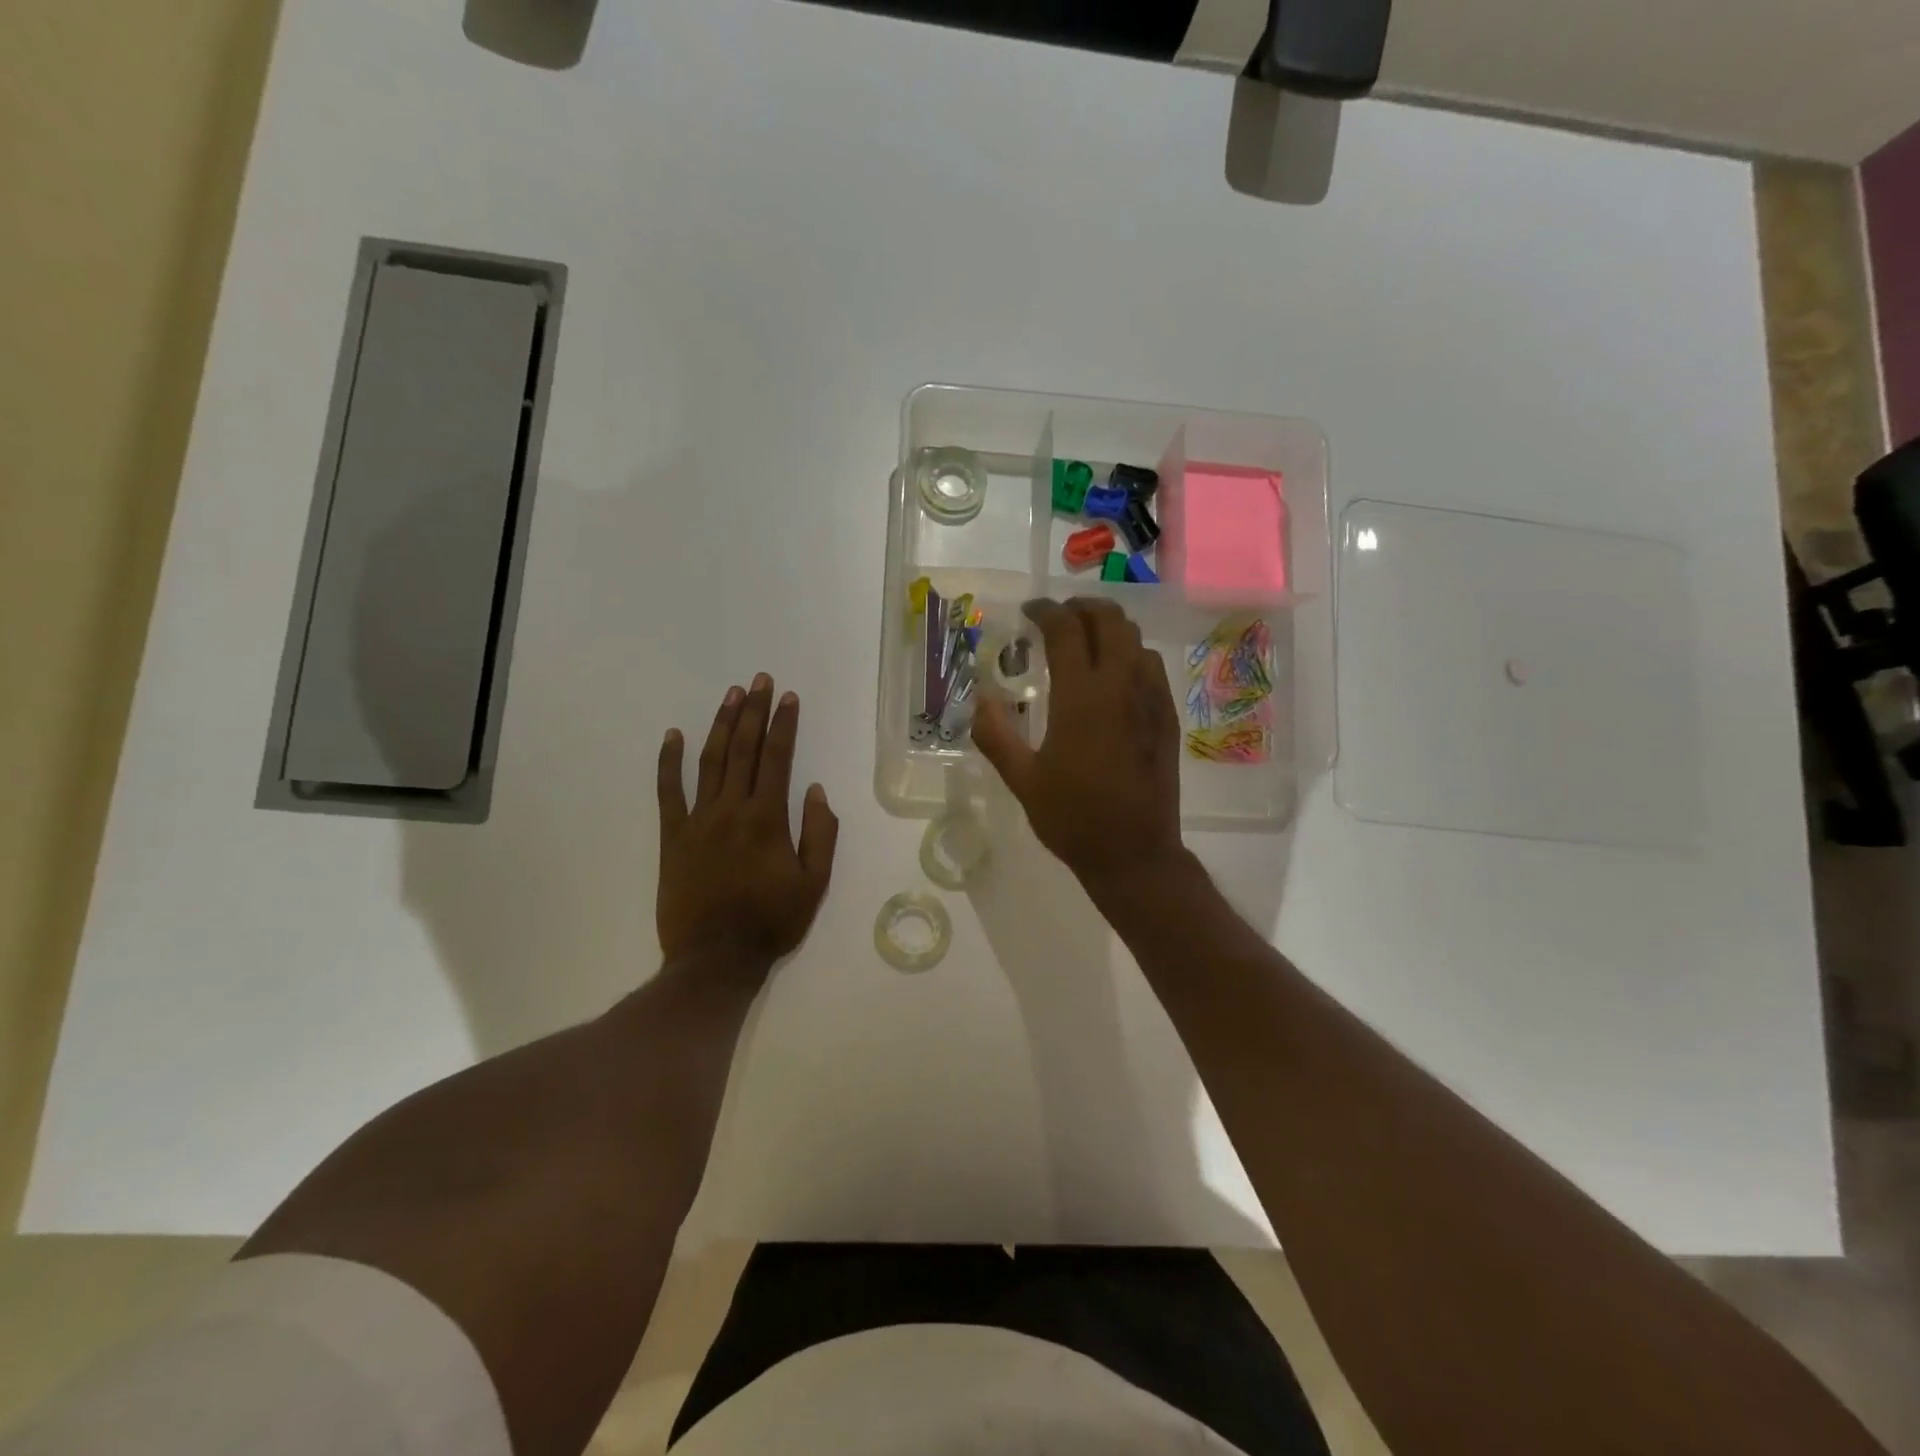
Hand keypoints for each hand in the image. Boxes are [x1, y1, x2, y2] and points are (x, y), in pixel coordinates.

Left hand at [656, 674, 839, 964]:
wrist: (715, 959)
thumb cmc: (772, 922)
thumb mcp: (814, 883)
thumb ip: (819, 833)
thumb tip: (814, 789)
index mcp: (768, 819)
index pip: (777, 758)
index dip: (784, 724)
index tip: (789, 697)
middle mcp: (732, 809)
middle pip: (743, 750)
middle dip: (754, 712)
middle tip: (760, 681)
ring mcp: (698, 821)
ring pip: (709, 761)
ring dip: (721, 725)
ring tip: (731, 695)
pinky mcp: (672, 837)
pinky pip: (667, 792)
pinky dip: (668, 762)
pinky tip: (672, 736)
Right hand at [971, 598, 1184, 892]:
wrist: (1134, 853)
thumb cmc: (1073, 818)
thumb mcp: (1022, 780)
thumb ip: (996, 735)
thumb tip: (981, 700)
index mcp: (1081, 697)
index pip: (1066, 630)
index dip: (1046, 611)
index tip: (1030, 611)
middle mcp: (1120, 686)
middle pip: (1110, 620)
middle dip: (1083, 607)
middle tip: (1060, 617)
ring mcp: (1151, 700)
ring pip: (1135, 640)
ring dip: (1109, 629)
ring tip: (1085, 641)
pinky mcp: (1167, 718)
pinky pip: (1151, 667)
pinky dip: (1130, 654)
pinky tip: (1114, 677)